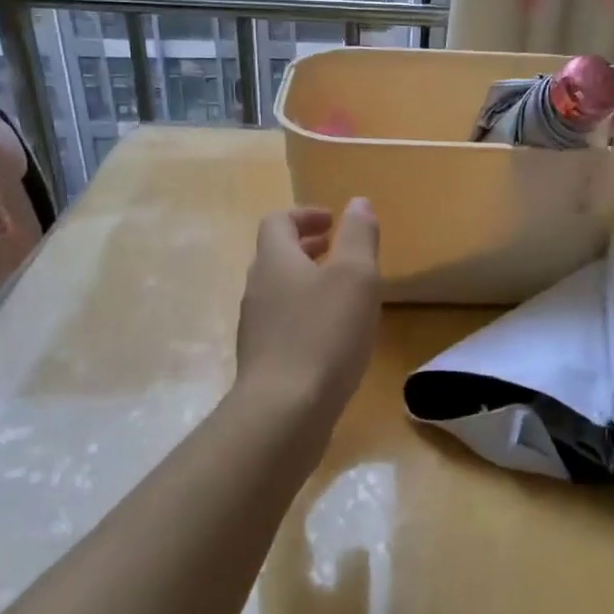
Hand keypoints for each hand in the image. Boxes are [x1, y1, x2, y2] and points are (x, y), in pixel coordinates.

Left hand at [234, 200, 381, 432]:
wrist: (284, 411)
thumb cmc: (324, 333)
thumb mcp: (355, 276)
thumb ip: (358, 235)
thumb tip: (357, 202)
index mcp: (275, 260)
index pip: (279, 221)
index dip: (305, 215)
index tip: (334, 222)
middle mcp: (258, 288)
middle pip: (276, 255)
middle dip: (307, 247)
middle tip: (338, 250)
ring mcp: (255, 327)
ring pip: (279, 290)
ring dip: (307, 280)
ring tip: (341, 292)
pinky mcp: (263, 360)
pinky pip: (282, 322)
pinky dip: (305, 313)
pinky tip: (332, 336)